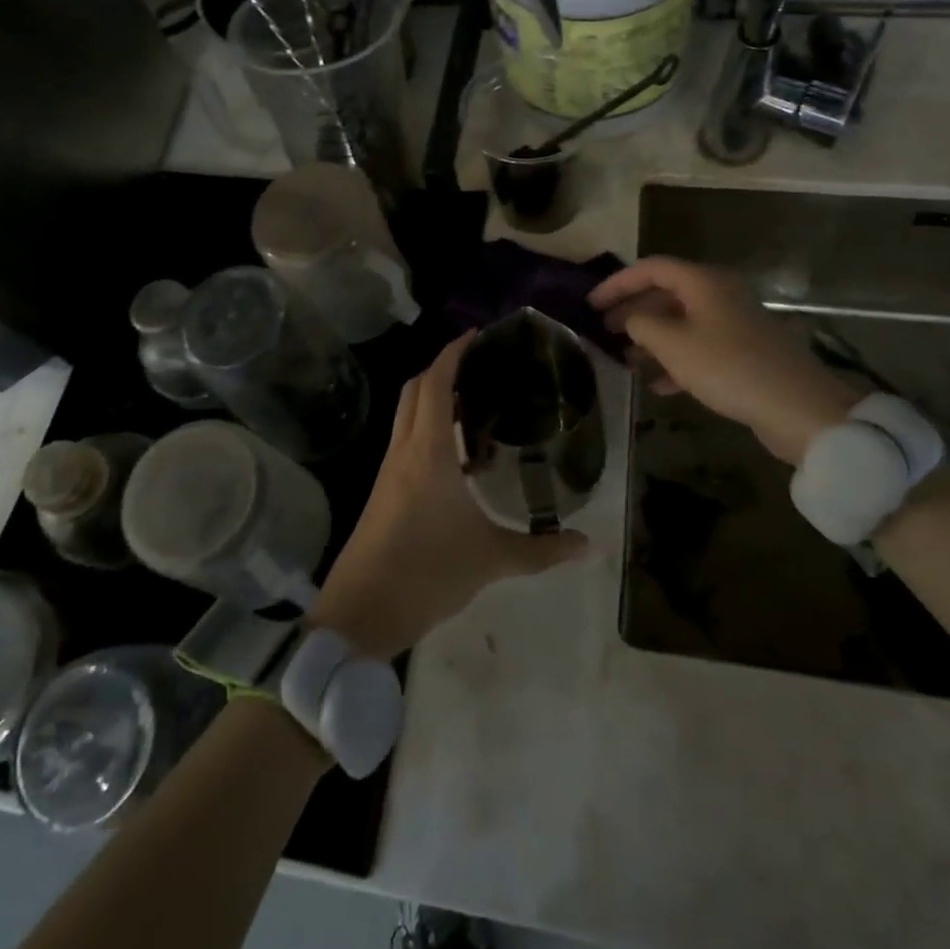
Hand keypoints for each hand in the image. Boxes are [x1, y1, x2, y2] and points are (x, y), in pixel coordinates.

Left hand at [309, 332, 587, 659]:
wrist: (361, 612)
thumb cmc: (427, 573)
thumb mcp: (491, 560)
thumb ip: (541, 550)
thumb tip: (588, 545)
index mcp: (428, 452)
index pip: (434, 384)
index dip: (452, 353)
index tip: (476, 336)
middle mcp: (403, 450)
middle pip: (414, 390)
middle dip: (441, 368)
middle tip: (479, 366)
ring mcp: (388, 470)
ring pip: (405, 414)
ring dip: (431, 398)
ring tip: (472, 403)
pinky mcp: (382, 490)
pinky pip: (404, 439)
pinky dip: (425, 427)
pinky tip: (453, 453)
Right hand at [588, 256, 856, 465]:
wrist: (797, 407)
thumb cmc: (728, 367)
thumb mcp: (673, 344)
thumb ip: (641, 324)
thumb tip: (631, 319)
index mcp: (703, 282)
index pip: (651, 268)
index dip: (617, 283)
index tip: (590, 304)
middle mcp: (719, 295)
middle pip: (666, 294)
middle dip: (633, 311)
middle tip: (603, 330)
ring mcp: (733, 325)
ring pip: (681, 323)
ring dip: (651, 338)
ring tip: (625, 359)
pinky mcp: (743, 353)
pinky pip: (699, 348)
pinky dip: (675, 360)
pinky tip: (658, 385)